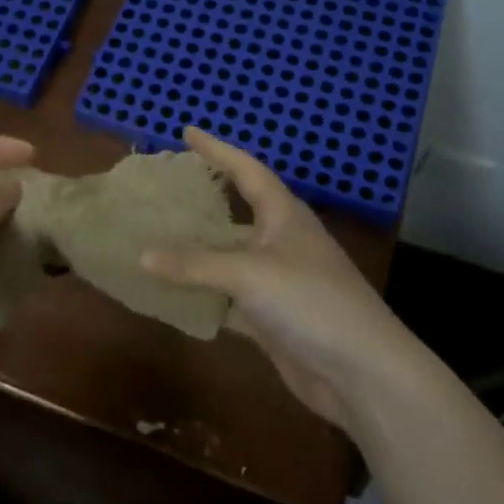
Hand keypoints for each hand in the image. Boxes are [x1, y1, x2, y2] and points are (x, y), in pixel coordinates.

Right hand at [143, 127, 442, 428]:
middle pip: (235, 211)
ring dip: (196, 251)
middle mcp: (280, 241)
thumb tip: (141, 255)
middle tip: (164, 187)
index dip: (217, 149)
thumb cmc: (311, 302)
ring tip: (155, 236)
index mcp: (284, 215)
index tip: (187, 131)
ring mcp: (277, 281)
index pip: (246, 169)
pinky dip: (202, 294)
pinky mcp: (271, 317)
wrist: (361, 372)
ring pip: (228, 257)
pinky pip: (227, 296)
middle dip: (202, 199)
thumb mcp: (249, 274)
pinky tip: (171, 293)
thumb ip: (194, 264)